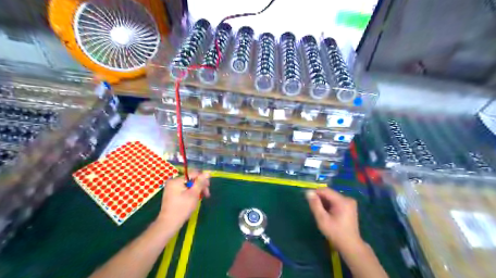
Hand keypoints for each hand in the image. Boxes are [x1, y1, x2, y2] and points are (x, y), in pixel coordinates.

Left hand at [154, 172, 207, 229]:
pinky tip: (195, 199)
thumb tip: (208, 173)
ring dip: (197, 190)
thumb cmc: (182, 208)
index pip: (193, 174)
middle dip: (200, 185)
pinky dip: (191, 193)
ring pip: (189, 185)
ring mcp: (172, 188)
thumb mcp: (194, 194)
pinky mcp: (172, 194)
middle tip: (207, 194)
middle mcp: (173, 182)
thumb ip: (200, 182)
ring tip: (202, 198)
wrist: (169, 224)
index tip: (208, 187)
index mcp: (176, 180)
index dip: (203, 179)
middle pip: (191, 179)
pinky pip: (184, 190)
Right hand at [305, 189, 362, 250]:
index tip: (307, 198)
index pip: (325, 190)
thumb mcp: (322, 219)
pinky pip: (336, 201)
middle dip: (320, 198)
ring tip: (319, 211)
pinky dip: (329, 205)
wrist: (350, 245)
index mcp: (342, 201)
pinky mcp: (349, 206)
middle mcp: (347, 198)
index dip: (315, 192)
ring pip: (332, 197)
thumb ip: (315, 204)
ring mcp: (349, 202)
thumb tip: (308, 192)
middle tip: (313, 208)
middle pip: (329, 193)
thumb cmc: (335, 233)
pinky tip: (326, 213)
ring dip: (324, 202)